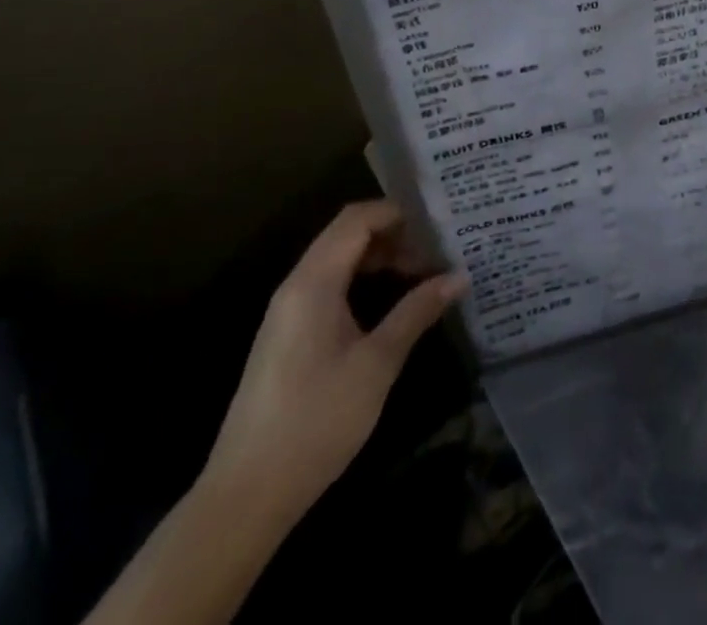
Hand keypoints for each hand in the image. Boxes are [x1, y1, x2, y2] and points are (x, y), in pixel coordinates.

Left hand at [200, 200, 464, 532]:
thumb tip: (459, 276)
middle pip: (346, 234)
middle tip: (436, 250)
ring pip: (337, 260)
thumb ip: (417, 312)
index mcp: (314, 281)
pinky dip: (360, 280)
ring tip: (421, 273)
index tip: (438, 222)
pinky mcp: (287, 335)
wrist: (246, 494)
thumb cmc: (317, 420)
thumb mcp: (377, 364)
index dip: (397, 212)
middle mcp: (296, 285)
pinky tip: (388, 303)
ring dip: (378, 257)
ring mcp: (287, 311)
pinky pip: (327, 285)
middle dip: (392, 234)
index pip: (357, 219)